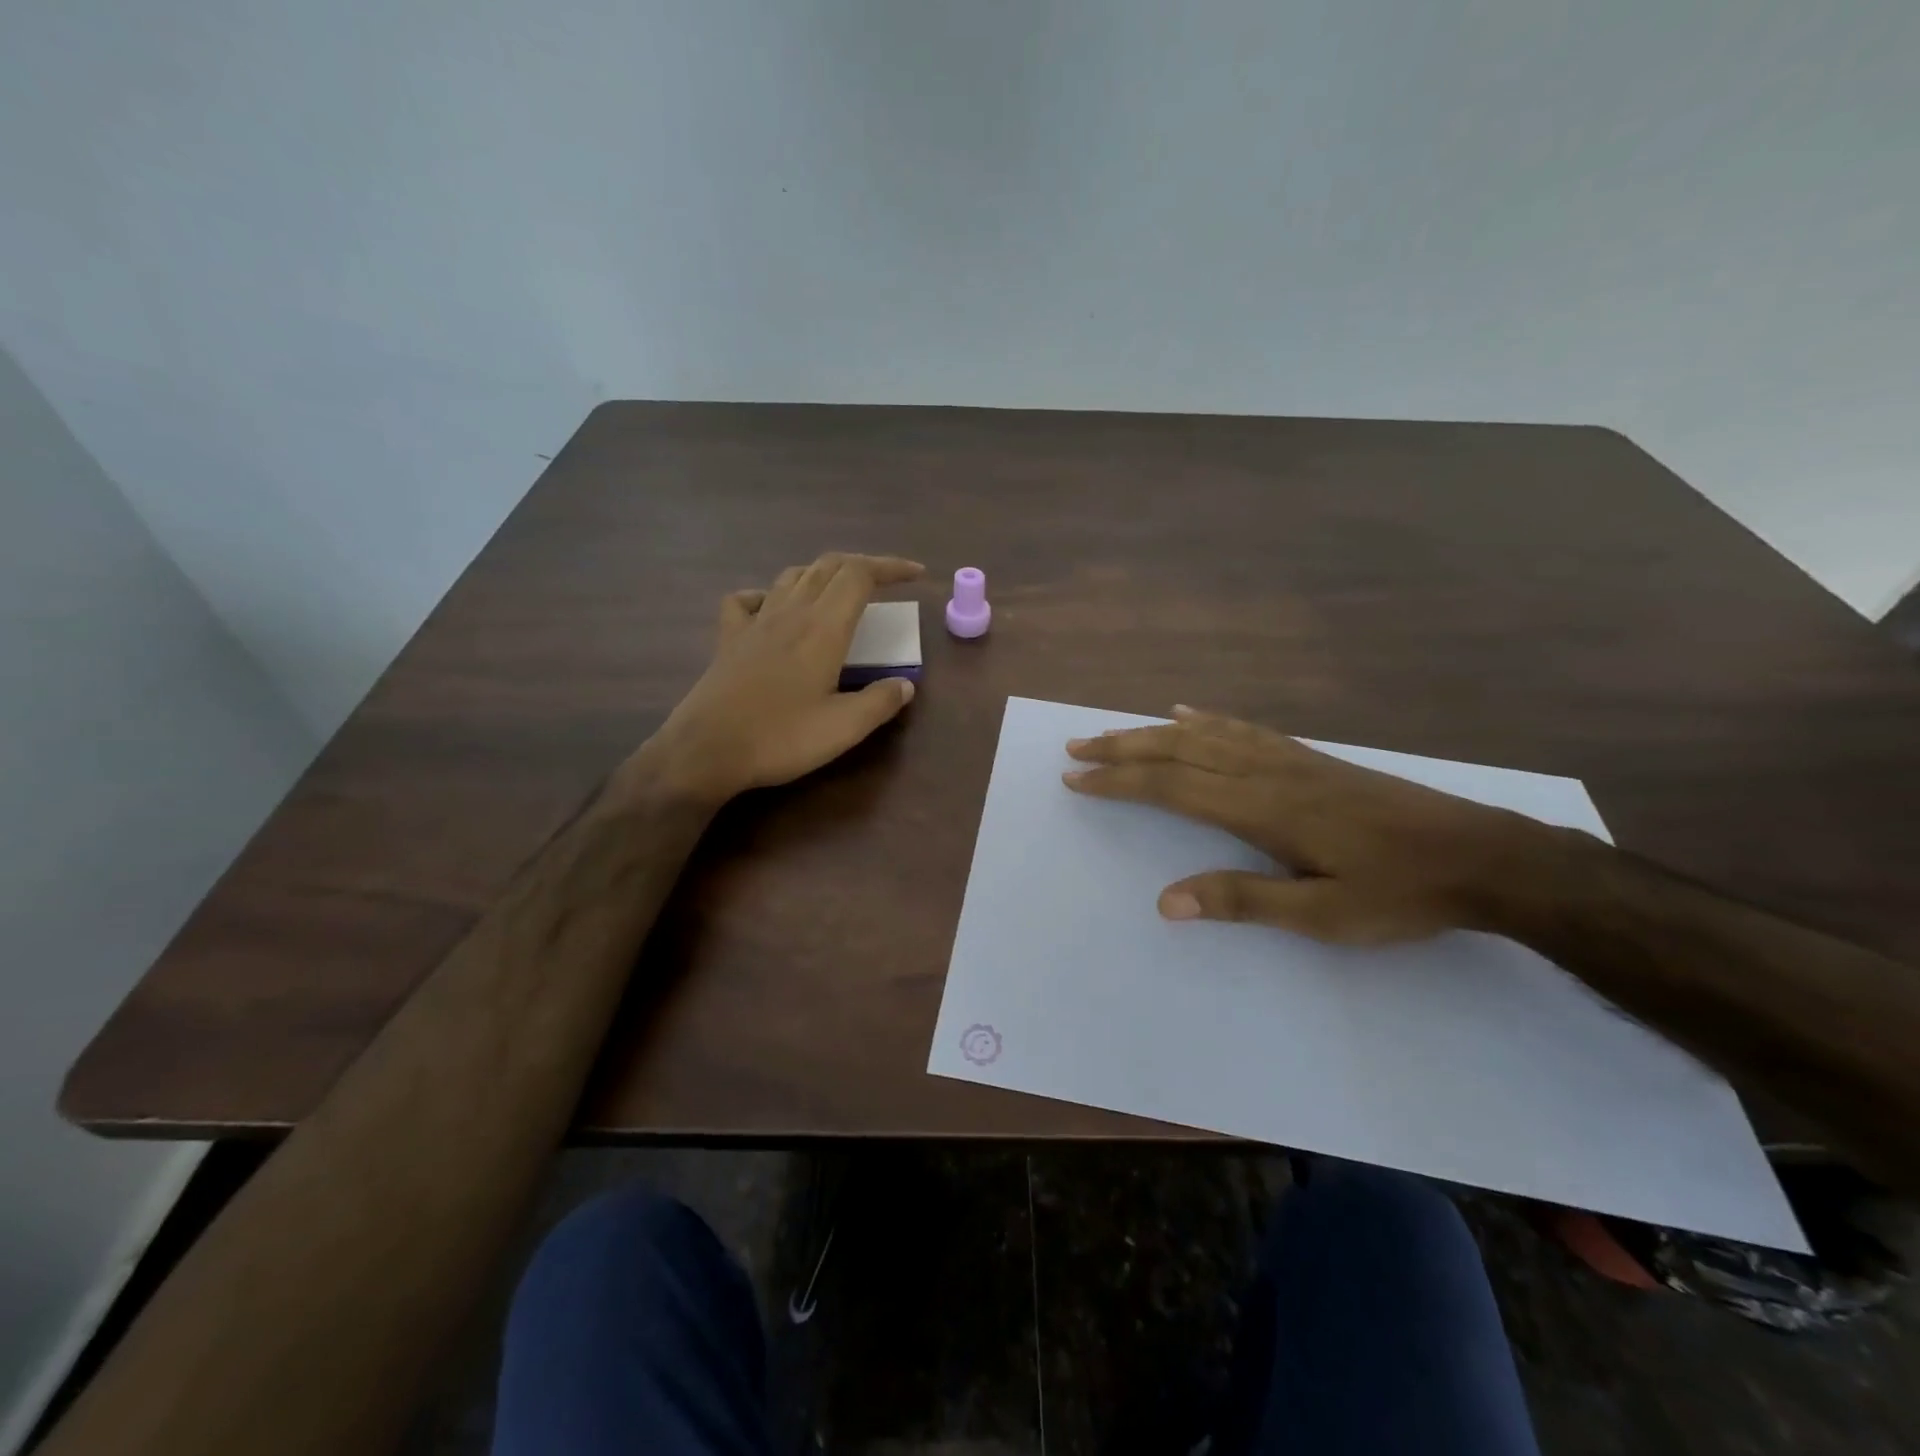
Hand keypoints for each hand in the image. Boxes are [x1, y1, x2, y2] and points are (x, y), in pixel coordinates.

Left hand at [628, 553, 925, 804]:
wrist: (706, 751)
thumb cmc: (780, 738)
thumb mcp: (844, 728)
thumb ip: (880, 702)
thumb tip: (905, 685)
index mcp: (823, 628)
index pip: (860, 575)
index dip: (890, 567)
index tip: (917, 576)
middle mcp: (790, 613)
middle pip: (828, 566)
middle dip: (863, 565)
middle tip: (887, 582)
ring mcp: (755, 622)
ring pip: (792, 576)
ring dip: (823, 574)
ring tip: (841, 591)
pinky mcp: (729, 639)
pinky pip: (747, 599)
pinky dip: (768, 594)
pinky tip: (774, 608)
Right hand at [1063, 706, 1551, 943]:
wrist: (1482, 856)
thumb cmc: (1399, 892)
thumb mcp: (1322, 914)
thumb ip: (1242, 900)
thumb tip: (1165, 901)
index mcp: (1262, 808)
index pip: (1171, 786)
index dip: (1119, 780)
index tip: (1076, 777)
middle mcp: (1267, 772)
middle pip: (1178, 750)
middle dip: (1121, 748)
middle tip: (1076, 747)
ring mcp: (1290, 759)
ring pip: (1205, 734)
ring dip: (1151, 732)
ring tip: (1114, 731)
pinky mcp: (1310, 758)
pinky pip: (1243, 729)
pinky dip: (1204, 720)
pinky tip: (1188, 714)